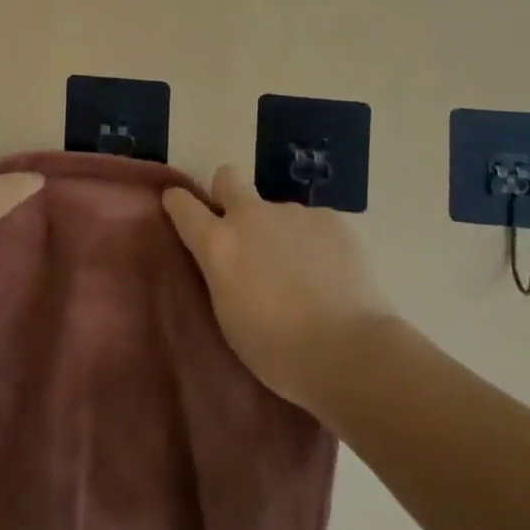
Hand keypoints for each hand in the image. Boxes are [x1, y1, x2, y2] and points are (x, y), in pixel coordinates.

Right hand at [163, 164, 394, 414]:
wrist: (351, 352)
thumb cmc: (279, 351)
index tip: (178, 207)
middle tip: (242, 228)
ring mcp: (292, 213)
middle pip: (227, 177)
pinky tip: (332, 276)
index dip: (178, 203)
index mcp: (219, 244)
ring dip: (281, 233)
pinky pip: (314, 225)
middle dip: (227, 192)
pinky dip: (317, 244)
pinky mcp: (330, 219)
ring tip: (305, 275)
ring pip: (277, 211)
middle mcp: (250, 216)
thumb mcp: (230, 317)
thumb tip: (228, 261)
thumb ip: (222, 275)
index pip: (182, 205)